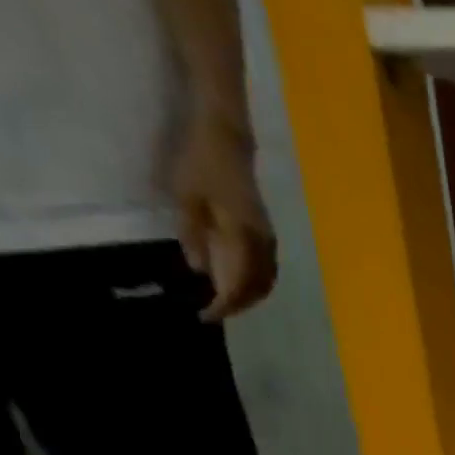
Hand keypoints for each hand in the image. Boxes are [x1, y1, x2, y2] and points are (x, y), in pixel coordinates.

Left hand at [171, 111, 277, 321]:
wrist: (226, 139)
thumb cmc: (200, 163)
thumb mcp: (186, 197)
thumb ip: (194, 235)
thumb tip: (200, 270)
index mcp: (243, 237)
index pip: (240, 283)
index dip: (225, 304)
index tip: (207, 315)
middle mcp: (262, 244)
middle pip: (260, 287)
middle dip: (240, 305)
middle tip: (216, 313)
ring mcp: (268, 239)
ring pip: (268, 280)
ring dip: (251, 296)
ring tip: (229, 302)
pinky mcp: (266, 233)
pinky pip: (268, 269)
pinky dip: (257, 283)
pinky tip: (241, 282)